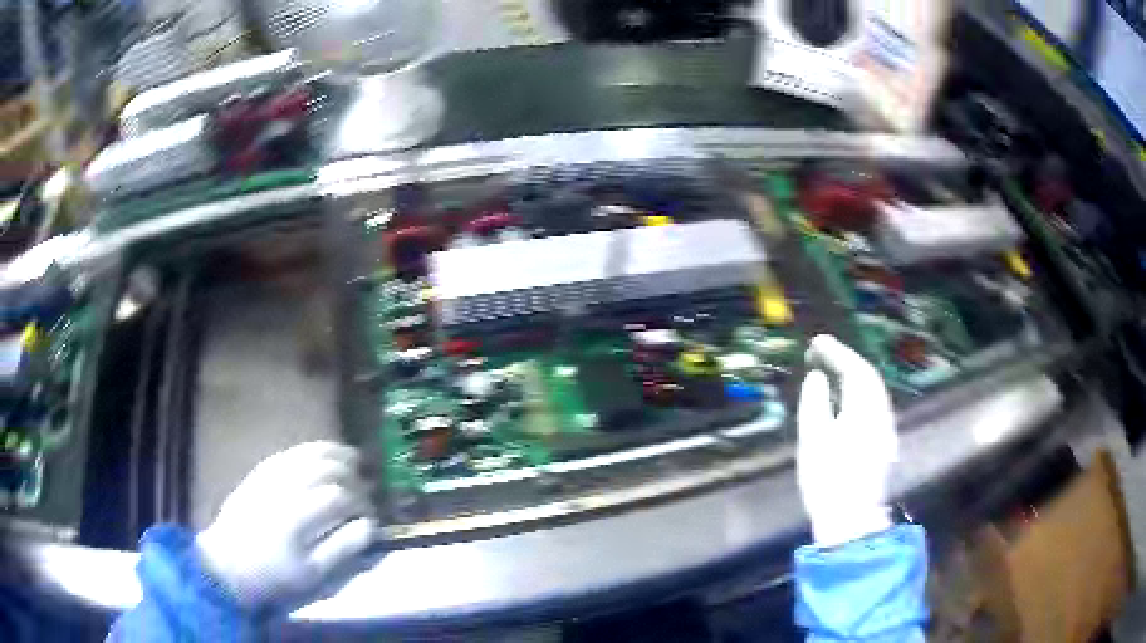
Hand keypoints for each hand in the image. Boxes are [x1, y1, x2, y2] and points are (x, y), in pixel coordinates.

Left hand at [195, 442, 376, 608]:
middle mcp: (284, 487)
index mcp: (297, 515)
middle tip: (367, 486)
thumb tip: (368, 526)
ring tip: (352, 458)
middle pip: (325, 467)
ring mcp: (269, 476)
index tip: (372, 516)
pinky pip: (289, 452)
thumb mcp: (312, 574)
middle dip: (352, 474)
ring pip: (306, 453)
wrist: (227, 565)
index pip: (340, 496)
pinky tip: (321, 454)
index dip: (362, 503)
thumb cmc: (273, 576)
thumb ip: (342, 549)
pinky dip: (310, 449)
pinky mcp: (258, 473)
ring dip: (333, 453)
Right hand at [797, 335, 897, 546]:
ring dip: (854, 376)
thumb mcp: (814, 440)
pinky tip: (846, 399)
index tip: (817, 341)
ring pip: (873, 392)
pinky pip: (873, 406)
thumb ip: (815, 402)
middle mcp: (881, 415)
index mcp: (865, 411)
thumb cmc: (828, 481)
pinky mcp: (883, 444)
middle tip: (823, 351)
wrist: (851, 521)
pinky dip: (858, 394)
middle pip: (869, 378)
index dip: (837, 352)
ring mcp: (885, 430)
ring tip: (832, 369)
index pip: (855, 370)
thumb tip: (818, 377)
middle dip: (847, 360)